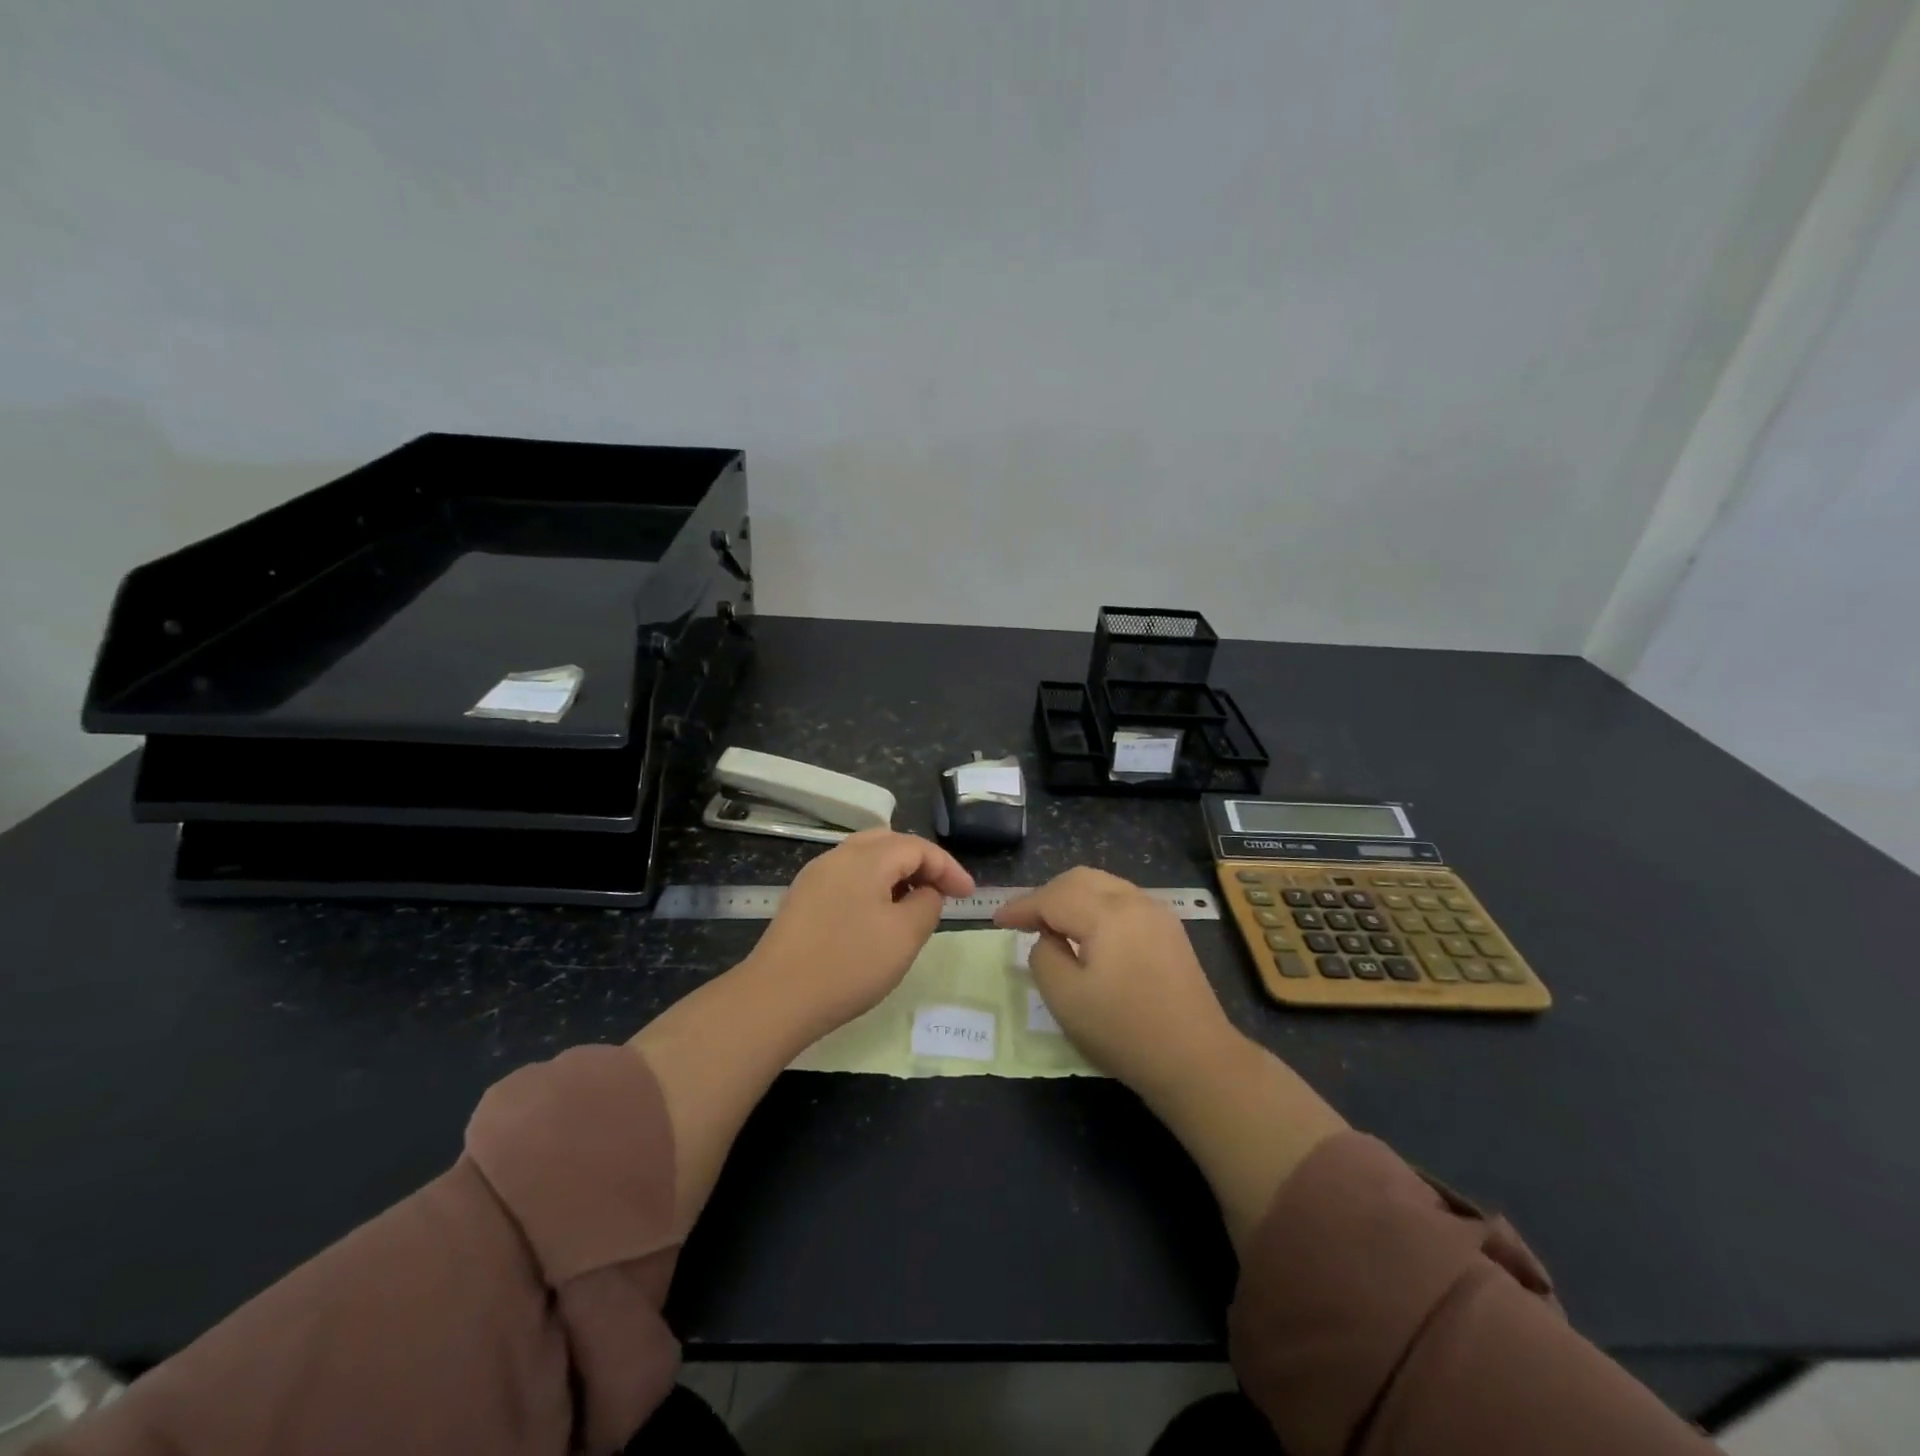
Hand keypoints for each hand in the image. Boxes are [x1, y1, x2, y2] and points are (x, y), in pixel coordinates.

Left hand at [743, 828, 975, 1035]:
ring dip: (896, 875)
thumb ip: (927, 904)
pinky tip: (877, 917)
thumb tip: (927, 892)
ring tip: (914, 904)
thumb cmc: (849, 964)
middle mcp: (839, 855)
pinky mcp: (802, 898)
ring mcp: (815, 875)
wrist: (776, 997)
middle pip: (890, 843)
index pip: (918, 847)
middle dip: (921, 864)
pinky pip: (847, 878)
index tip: (969, 896)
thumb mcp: (905, 936)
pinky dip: (872, 886)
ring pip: (866, 859)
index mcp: (867, 857)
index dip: (948, 868)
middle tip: (942, 892)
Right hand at [995, 867, 1235, 1099]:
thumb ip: (1043, 956)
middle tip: (1023, 921)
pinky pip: (1122, 901)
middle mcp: (1134, 901)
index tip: (996, 920)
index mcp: (1106, 913)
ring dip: (1072, 898)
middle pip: (1079, 879)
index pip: (1052, 896)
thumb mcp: (1065, 999)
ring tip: (1052, 925)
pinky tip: (1088, 933)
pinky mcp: (1169, 930)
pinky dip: (1096, 907)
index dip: (1021, 907)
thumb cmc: (1124, 1031)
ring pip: (1103, 886)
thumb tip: (1047, 938)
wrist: (1196, 1060)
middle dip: (1046, 895)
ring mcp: (1157, 912)